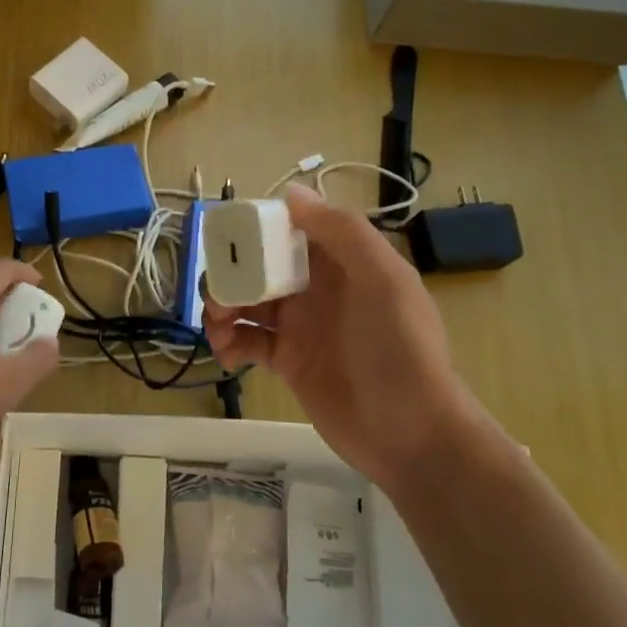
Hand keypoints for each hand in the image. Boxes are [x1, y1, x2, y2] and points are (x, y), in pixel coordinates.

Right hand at [204, 186, 484, 492]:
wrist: (409, 433)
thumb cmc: (399, 351)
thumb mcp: (383, 281)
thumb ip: (342, 232)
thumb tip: (292, 193)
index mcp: (343, 262)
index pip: (292, 230)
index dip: (257, 230)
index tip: (227, 239)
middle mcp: (319, 288)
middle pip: (261, 267)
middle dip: (232, 275)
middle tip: (216, 296)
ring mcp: (301, 326)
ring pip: (247, 303)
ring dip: (223, 309)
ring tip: (217, 330)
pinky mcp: (287, 361)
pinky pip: (248, 341)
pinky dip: (230, 343)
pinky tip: (228, 357)